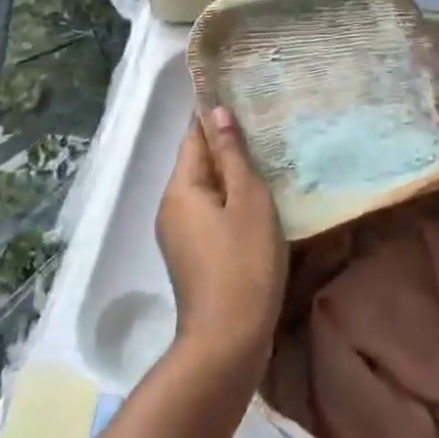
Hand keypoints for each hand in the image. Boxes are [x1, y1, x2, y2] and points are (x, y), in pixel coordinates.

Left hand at [156, 106, 286, 373]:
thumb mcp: (248, 200)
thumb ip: (233, 155)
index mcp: (180, 188)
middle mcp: (171, 207)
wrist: (228, 342)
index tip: (240, 94)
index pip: (194, 136)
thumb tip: (217, 112)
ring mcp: (179, 235)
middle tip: (264, 123)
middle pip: (198, 162)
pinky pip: (210, 213)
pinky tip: (259, 199)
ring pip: (206, 189)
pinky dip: (231, 200)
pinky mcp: (193, 256)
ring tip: (267, 155)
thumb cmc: (243, 262)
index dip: (214, 115)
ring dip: (231, 173)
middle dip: (226, 143)